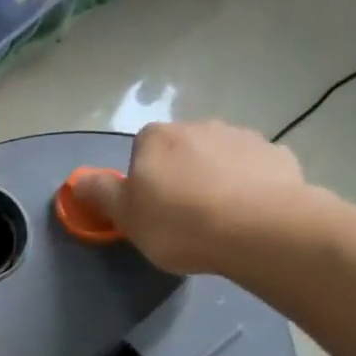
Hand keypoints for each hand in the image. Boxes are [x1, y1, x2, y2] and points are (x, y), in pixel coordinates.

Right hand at [70, 120, 328, 277]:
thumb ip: (100, 194)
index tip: (150, 208)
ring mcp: (242, 137)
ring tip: (220, 219)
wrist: (257, 229)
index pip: (141, 149)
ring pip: (221, 157)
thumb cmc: (179, 223)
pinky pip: (255, 170)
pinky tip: (250, 215)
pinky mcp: (278, 155)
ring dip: (217, 178)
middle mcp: (199, 126)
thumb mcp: (125, 216)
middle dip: (182, 174)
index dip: (144, 179)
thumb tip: (77, 180)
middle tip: (183, 216)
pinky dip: (251, 186)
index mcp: (156, 138)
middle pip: (182, 150)